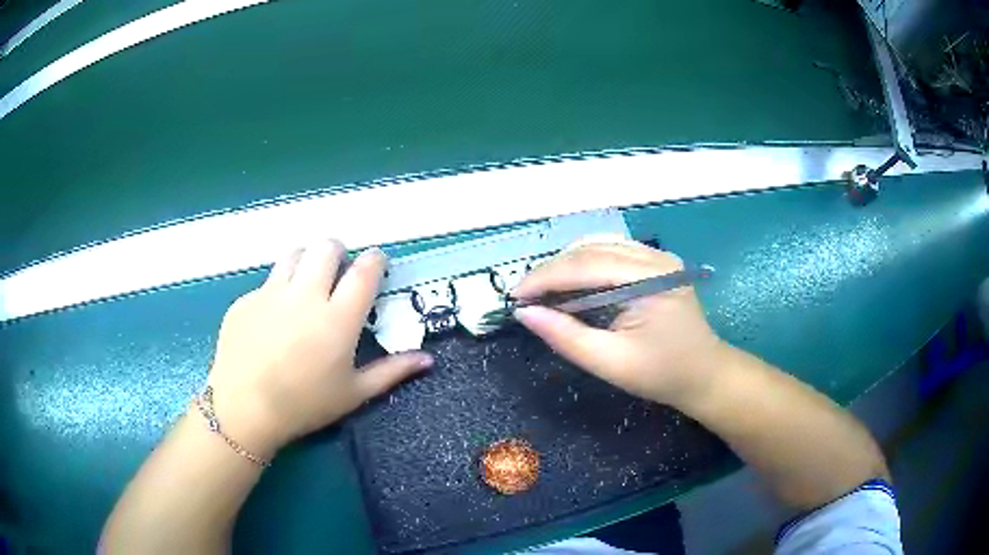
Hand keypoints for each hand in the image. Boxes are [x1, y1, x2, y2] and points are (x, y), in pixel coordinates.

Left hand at [206, 239, 432, 456]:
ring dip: (307, 260)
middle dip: (338, 251)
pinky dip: (278, 290)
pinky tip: (273, 319)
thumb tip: (428, 359)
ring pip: (295, 254)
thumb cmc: (305, 406)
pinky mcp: (246, 300)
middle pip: (327, 248)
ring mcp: (271, 293)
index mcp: (338, 319)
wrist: (244, 409)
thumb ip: (392, 371)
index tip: (377, 262)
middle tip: (337, 272)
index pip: (364, 271)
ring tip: (306, 283)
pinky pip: (267, 282)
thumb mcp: (354, 393)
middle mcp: (306, 296)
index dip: (375, 259)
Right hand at [513, 238, 724, 405]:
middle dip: (551, 270)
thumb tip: (524, 313)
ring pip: (597, 245)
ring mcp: (657, 256)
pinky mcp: (654, 262)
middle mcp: (655, 256)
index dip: (545, 277)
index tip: (514, 296)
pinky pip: (610, 251)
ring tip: (542, 290)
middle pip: (590, 249)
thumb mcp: (610, 363)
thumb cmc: (661, 374)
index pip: (587, 265)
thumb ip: (566, 337)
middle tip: (524, 296)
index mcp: (651, 278)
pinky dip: (583, 264)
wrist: (703, 374)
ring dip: (565, 264)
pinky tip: (569, 283)